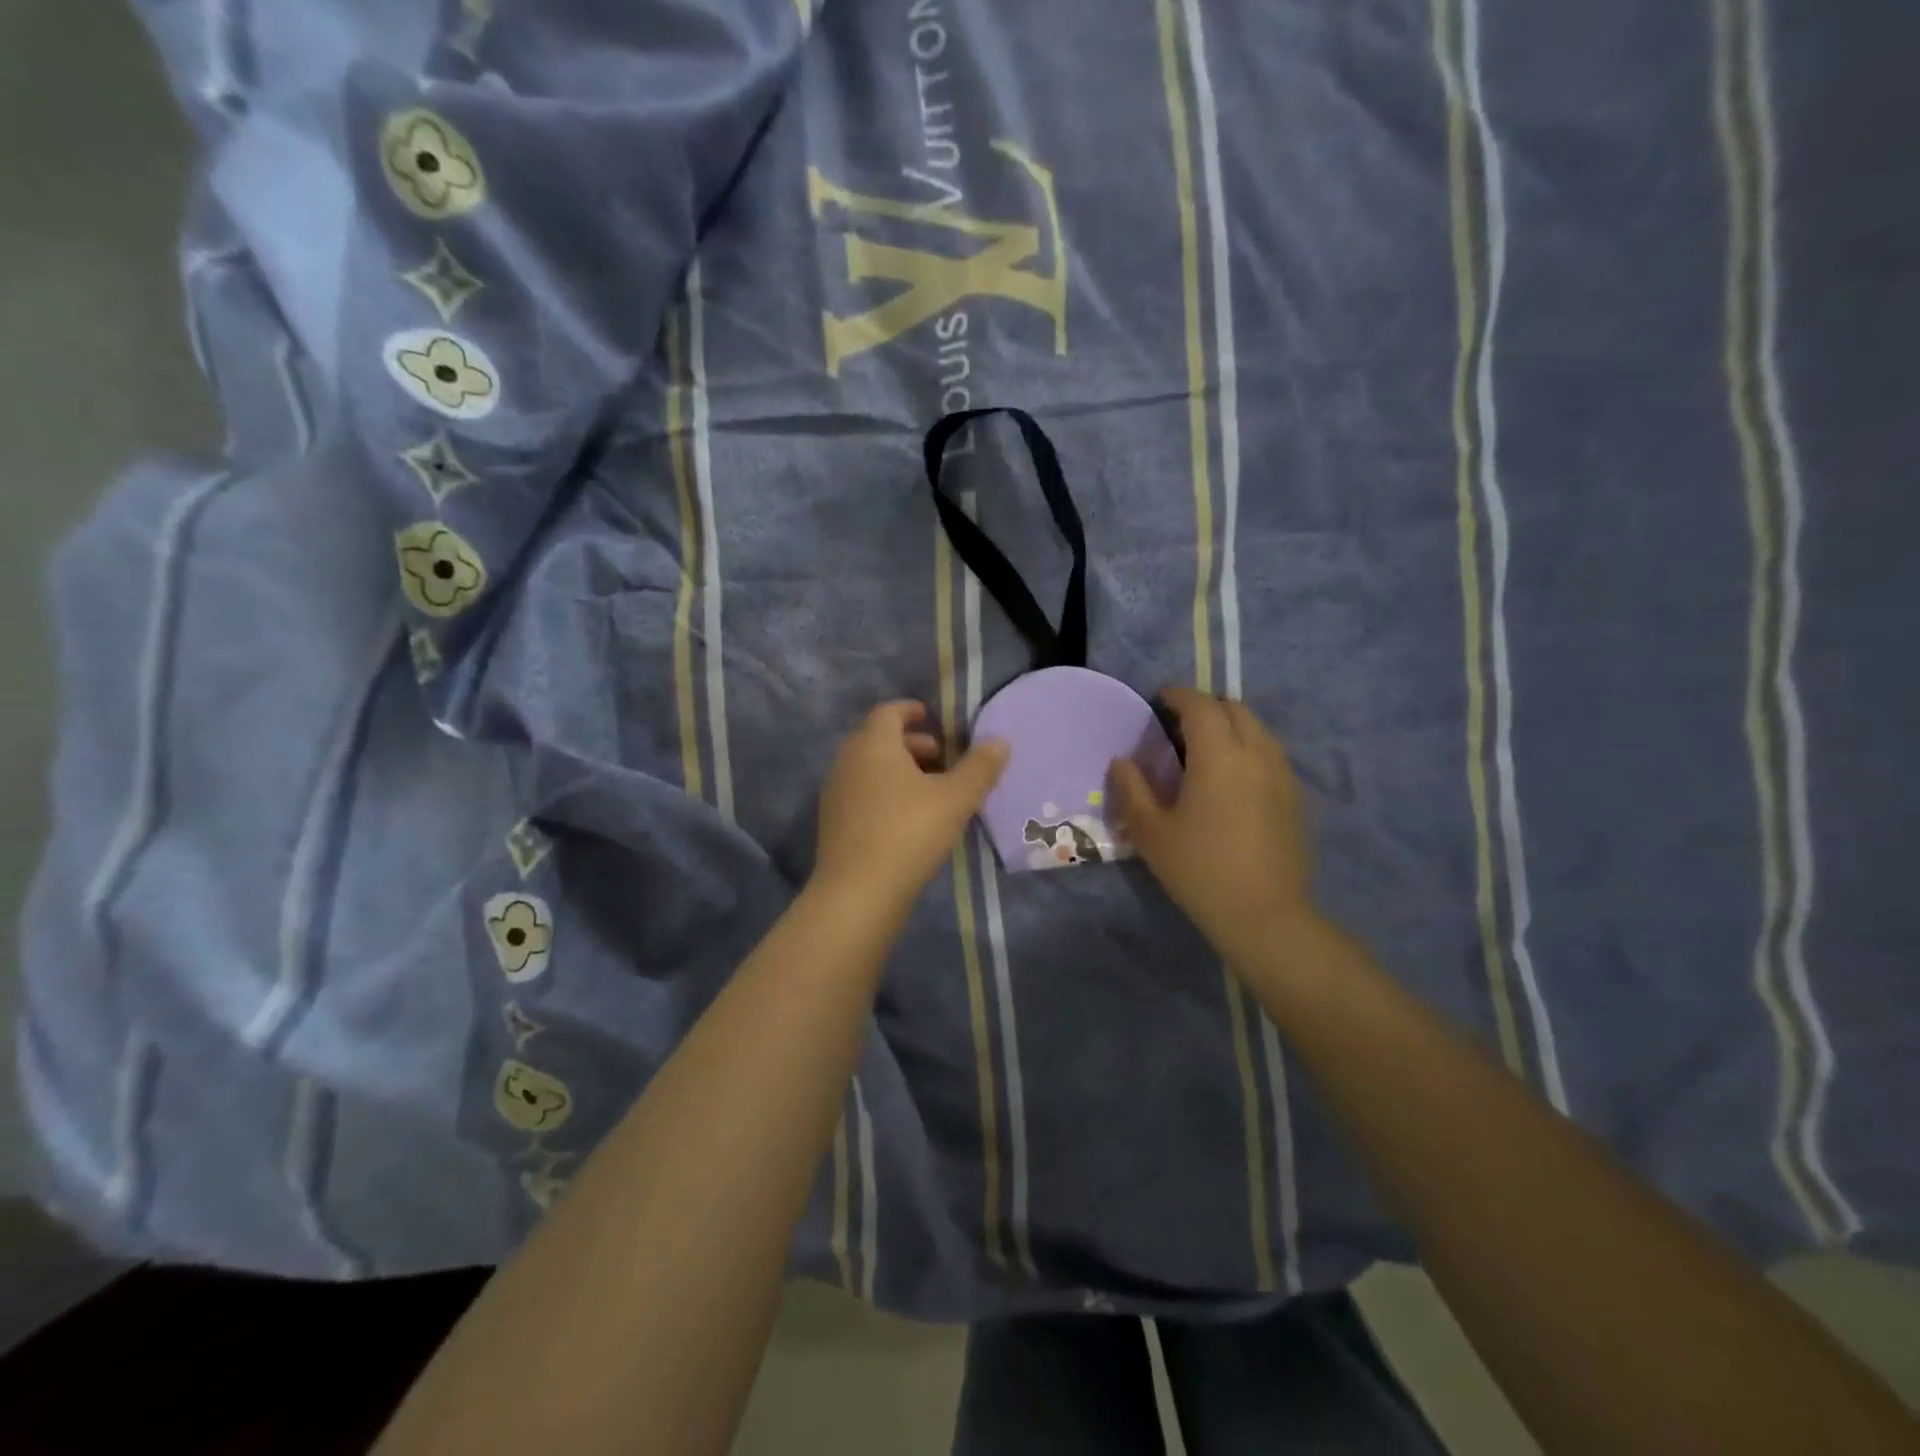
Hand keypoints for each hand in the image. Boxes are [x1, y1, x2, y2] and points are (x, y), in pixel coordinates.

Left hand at [812, 701, 1009, 914]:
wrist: (858, 893)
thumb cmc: (909, 833)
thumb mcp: (955, 799)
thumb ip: (980, 768)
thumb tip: (999, 741)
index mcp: (873, 745)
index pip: (888, 712)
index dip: (911, 710)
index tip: (932, 717)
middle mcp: (847, 761)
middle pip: (877, 739)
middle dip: (910, 743)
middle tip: (941, 758)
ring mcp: (835, 793)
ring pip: (868, 768)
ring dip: (897, 770)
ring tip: (929, 791)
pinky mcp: (833, 823)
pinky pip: (860, 793)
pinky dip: (883, 792)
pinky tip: (907, 819)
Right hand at [1109, 688, 1317, 964]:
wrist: (1264, 915)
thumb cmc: (1199, 870)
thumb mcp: (1151, 832)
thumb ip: (1132, 789)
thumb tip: (1122, 761)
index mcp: (1219, 755)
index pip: (1200, 705)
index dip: (1178, 696)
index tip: (1160, 701)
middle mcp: (1257, 753)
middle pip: (1235, 708)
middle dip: (1206, 706)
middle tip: (1179, 724)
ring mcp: (1283, 774)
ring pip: (1258, 729)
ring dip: (1230, 726)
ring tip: (1205, 750)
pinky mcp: (1296, 796)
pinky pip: (1270, 754)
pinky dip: (1248, 749)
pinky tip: (1232, 779)